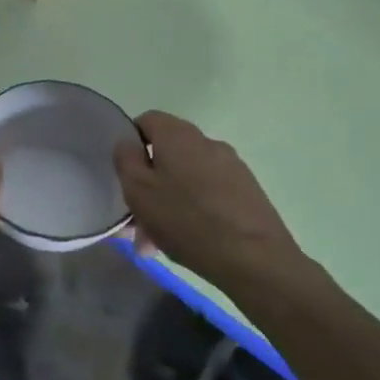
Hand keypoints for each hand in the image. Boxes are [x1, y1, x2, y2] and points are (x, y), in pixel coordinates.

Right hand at [113, 111, 305, 284]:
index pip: (147, 121)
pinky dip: (193, 212)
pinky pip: (208, 194)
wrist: (255, 258)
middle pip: (167, 155)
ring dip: (167, 204)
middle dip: (148, 185)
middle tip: (136, 221)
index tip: (124, 174)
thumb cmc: (186, 219)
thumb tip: (128, 143)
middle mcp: (207, 142)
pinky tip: (186, 243)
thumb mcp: (138, 190)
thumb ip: (126, 160)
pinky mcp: (247, 192)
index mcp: (178, 135)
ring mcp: (231, 167)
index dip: (131, 143)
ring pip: (186, 179)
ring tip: (156, 242)